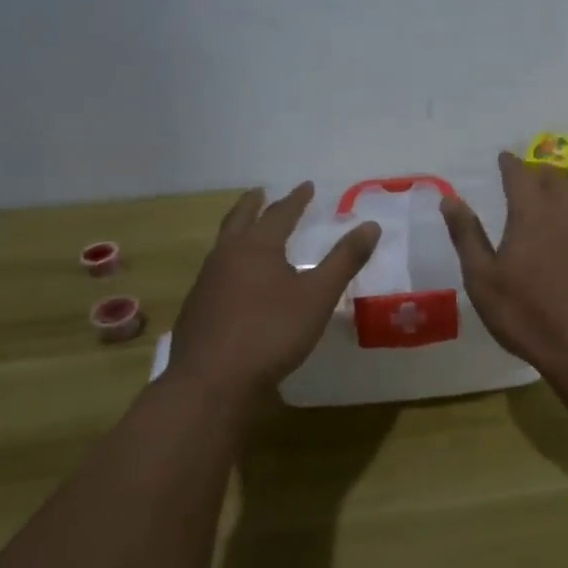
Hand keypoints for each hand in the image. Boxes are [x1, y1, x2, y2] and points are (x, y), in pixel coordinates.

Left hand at [168, 183, 381, 404]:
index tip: (306, 186)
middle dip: (253, 204)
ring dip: (237, 232)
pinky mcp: (197, 310)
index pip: (279, 213)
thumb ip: (344, 260)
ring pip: (223, 246)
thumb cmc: (271, 332)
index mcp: (256, 247)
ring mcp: (206, 283)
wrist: (212, 381)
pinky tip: (235, 281)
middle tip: (260, 192)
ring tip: (248, 231)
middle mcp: (226, 257)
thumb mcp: (318, 296)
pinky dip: (229, 263)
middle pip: (239, 220)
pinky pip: (215, 273)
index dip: (296, 199)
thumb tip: (371, 225)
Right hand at [441, 151, 567, 372]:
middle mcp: (565, 213)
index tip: (503, 157)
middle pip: (552, 179)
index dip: (509, 164)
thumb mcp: (483, 278)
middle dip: (536, 173)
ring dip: (558, 190)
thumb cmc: (526, 313)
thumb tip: (449, 199)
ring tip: (545, 198)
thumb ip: (466, 235)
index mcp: (531, 213)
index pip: (519, 175)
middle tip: (523, 176)